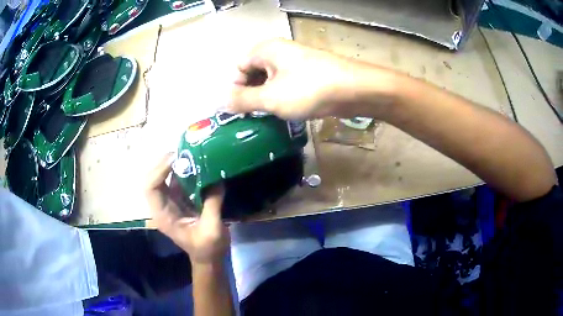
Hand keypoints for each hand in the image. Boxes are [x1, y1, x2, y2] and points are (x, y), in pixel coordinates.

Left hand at [145, 153, 229, 264]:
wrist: (208, 259)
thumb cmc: (208, 249)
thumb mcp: (212, 229)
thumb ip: (212, 203)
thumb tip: (217, 178)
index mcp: (163, 216)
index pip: (151, 188)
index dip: (159, 170)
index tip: (177, 158)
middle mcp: (162, 206)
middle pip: (154, 179)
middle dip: (165, 163)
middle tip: (183, 151)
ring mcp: (170, 203)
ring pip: (164, 178)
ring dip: (174, 164)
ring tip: (189, 152)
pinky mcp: (179, 201)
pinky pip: (177, 181)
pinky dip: (183, 171)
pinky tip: (195, 163)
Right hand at [228, 39, 394, 119]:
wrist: (353, 89)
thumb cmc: (308, 89)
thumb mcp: (270, 98)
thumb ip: (242, 100)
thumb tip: (222, 102)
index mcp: (265, 50)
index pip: (238, 68)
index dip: (235, 89)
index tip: (240, 110)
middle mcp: (278, 51)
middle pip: (253, 72)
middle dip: (251, 93)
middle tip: (255, 115)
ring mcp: (296, 60)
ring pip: (271, 79)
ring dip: (267, 97)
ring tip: (270, 114)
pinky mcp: (308, 72)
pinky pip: (286, 83)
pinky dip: (282, 96)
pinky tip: (287, 110)